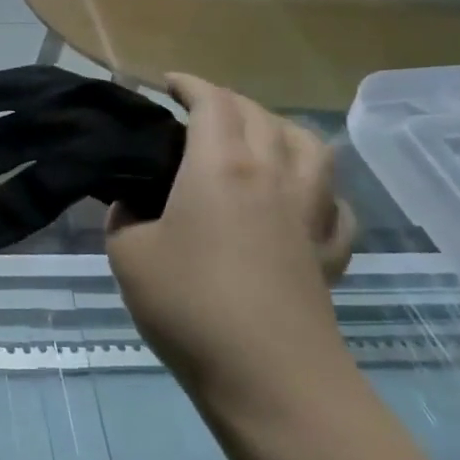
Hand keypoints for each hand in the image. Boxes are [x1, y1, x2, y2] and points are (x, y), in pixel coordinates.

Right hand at [107, 75, 355, 408]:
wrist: (268, 377)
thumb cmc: (189, 305)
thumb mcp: (128, 255)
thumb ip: (125, 218)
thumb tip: (135, 204)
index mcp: (220, 166)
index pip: (212, 101)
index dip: (190, 84)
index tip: (168, 83)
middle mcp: (272, 174)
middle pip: (260, 115)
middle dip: (228, 102)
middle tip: (201, 112)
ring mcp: (309, 212)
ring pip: (310, 146)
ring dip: (281, 130)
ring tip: (260, 139)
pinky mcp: (330, 251)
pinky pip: (334, 202)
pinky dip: (319, 188)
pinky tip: (304, 201)